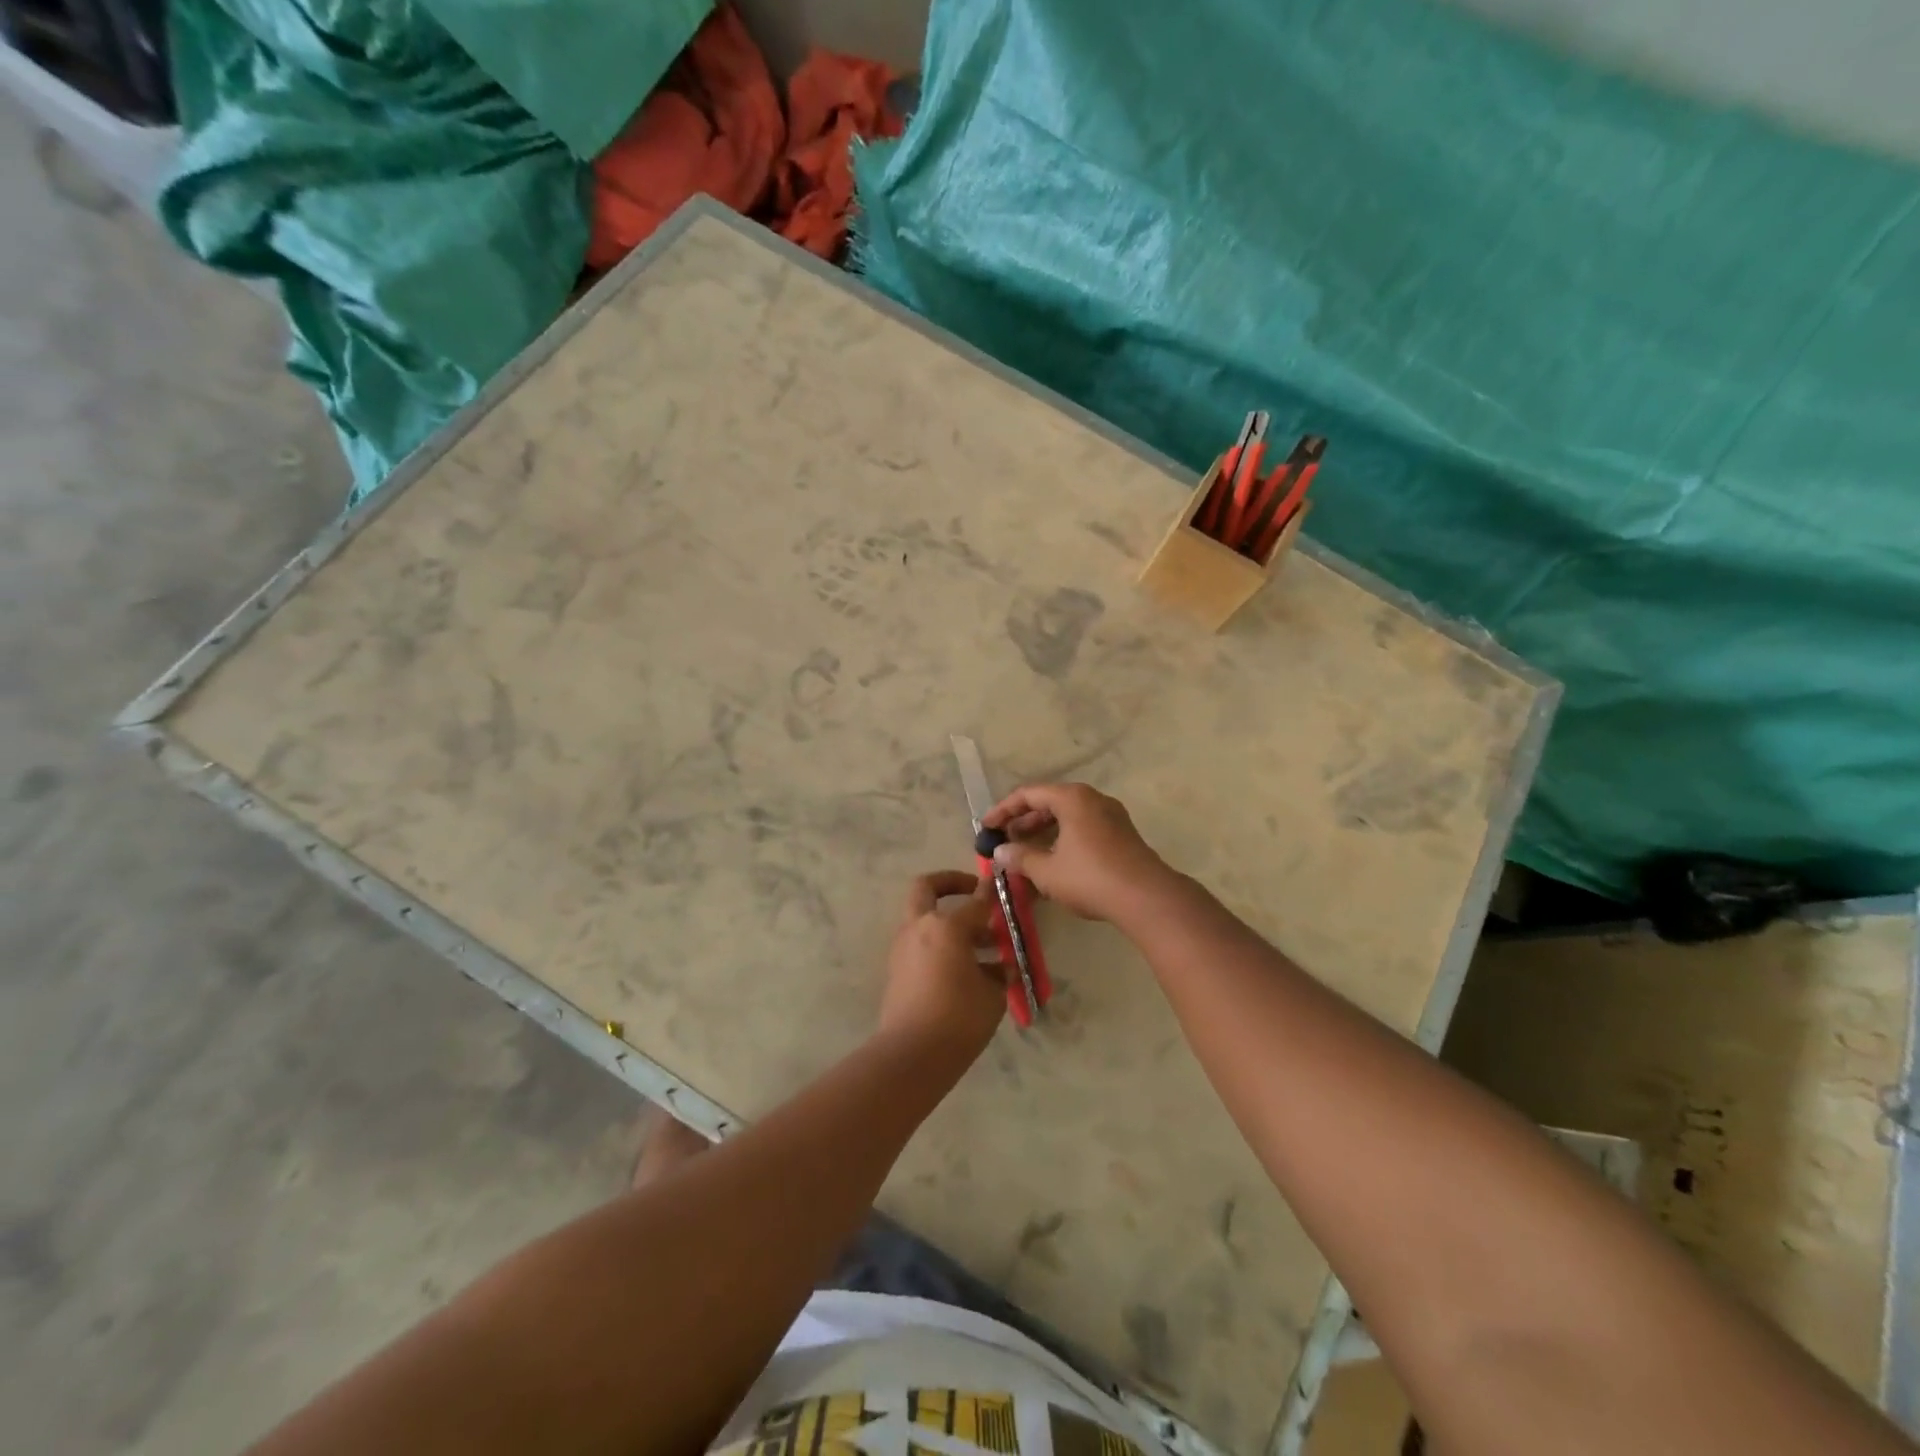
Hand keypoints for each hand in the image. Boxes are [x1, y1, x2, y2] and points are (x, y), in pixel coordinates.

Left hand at [878, 871, 1006, 1060]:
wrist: (911, 1056)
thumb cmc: (959, 1018)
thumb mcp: (991, 994)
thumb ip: (997, 970)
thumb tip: (1002, 967)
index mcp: (945, 926)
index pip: (975, 901)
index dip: (992, 893)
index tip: (1002, 883)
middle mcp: (919, 928)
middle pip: (926, 888)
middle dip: (950, 884)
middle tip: (974, 893)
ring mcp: (903, 948)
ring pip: (925, 919)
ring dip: (949, 922)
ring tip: (986, 947)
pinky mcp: (897, 970)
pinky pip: (922, 946)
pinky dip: (942, 947)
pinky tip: (968, 972)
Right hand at [980, 783, 1174, 923]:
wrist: (1147, 898)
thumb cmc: (1091, 878)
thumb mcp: (1047, 871)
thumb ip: (1020, 857)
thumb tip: (999, 851)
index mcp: (1072, 798)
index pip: (1028, 794)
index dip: (1003, 810)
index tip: (985, 827)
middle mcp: (1092, 799)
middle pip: (1049, 802)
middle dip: (1023, 821)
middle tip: (1004, 839)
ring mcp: (1111, 815)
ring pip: (1067, 816)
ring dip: (1043, 831)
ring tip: (1024, 851)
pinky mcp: (1121, 834)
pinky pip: (1083, 827)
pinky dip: (1062, 838)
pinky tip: (1053, 860)